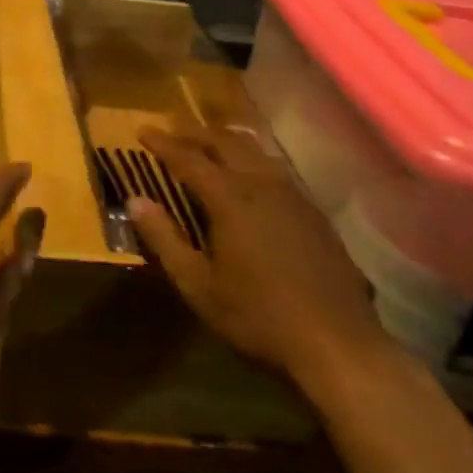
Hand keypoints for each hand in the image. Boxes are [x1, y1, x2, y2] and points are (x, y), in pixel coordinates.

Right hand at [132, 127, 395, 407]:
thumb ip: (164, 239)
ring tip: (209, 141)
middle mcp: (262, 184)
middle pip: (225, 143)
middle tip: (173, 129)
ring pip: (255, 151)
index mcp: (230, 198)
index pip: (189, 158)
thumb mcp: (199, 285)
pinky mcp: (314, 212)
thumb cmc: (258, 315)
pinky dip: (253, 159)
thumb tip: (135, 201)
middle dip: (195, 132)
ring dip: (227, 140)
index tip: (143, 130)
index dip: (163, 143)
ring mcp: (293, 195)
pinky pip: (276, 169)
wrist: (338, 342)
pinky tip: (252, 174)